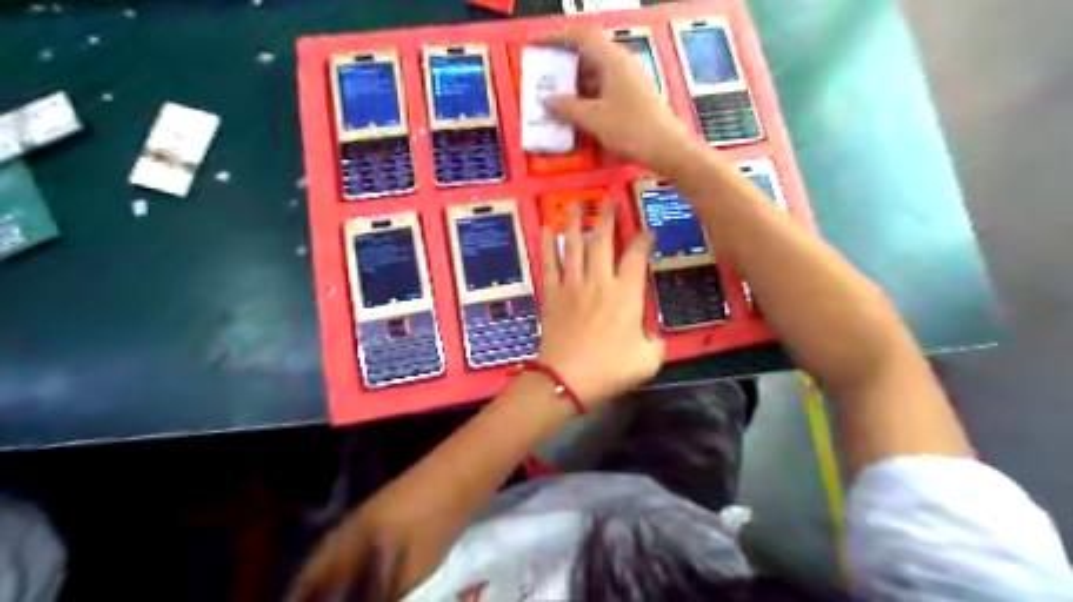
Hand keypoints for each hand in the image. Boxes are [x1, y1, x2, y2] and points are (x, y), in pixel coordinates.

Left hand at [537, 202, 663, 409]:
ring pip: (574, 246)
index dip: (643, 239)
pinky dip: (546, 244)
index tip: (647, 230)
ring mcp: (572, 285)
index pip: (637, 257)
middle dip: (608, 218)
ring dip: (576, 223)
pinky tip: (545, 227)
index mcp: (626, 295)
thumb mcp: (648, 360)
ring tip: (577, 204)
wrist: (566, 380)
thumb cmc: (609, 370)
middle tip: (609, 201)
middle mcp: (599, 282)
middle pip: (603, 242)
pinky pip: (548, 263)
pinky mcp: (552, 294)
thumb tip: (651, 335)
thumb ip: (655, 343)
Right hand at [546, 28, 705, 174]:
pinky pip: (606, 89)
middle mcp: (622, 64)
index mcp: (612, 60)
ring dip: (576, 84)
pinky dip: (589, 96)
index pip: (582, 37)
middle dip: (565, 65)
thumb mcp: (594, 119)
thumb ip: (567, 108)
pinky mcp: (634, 97)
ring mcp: (630, 81)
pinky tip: (578, 113)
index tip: (540, 48)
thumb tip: (546, 100)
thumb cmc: (630, 129)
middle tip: (544, 80)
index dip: (559, 39)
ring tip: (556, 100)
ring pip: (597, 74)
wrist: (668, 149)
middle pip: (589, 54)